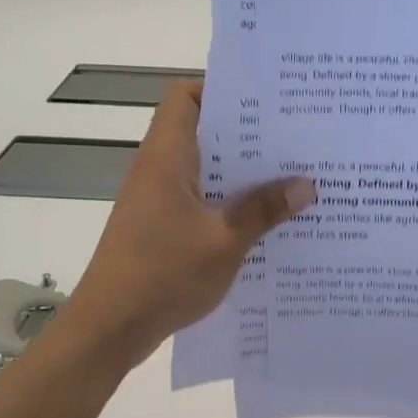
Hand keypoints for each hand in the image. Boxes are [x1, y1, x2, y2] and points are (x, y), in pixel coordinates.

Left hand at [59, 81, 315, 367]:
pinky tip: (264, 220)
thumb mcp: (225, 242)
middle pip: (202, 131)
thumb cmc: (163, 274)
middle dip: (247, 134)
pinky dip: (229, 202)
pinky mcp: (160, 226)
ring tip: (290, 177)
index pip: (185, 96)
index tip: (265, 101)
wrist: (109, 327)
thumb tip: (307, 184)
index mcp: (167, 157)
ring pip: (204, 169)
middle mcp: (159, 169)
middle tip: (294, 138)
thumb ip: (265, 210)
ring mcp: (158, 200)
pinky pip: (201, 199)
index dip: (221, 89)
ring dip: (241, 173)